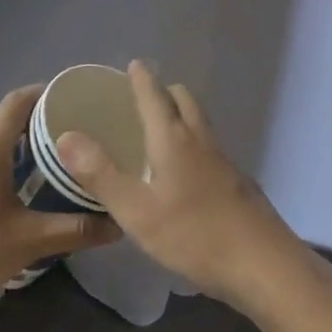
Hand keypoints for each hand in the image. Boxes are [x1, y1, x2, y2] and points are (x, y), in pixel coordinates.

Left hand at [0, 86, 119, 327]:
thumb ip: (75, 230)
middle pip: (4, 113)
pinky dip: (1, 152)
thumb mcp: (28, 242)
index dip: (46, 93)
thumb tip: (118, 223)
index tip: (76, 99)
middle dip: (38, 114)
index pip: (18, 100)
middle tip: (73, 127)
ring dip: (18, 134)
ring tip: (52, 150)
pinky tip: (18, 180)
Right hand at [54, 61, 303, 309]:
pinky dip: (192, 143)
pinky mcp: (237, 183)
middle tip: (141, 99)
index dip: (142, 78)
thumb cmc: (195, 235)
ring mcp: (224, 161)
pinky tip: (183, 173)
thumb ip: (100, 173)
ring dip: (180, 115)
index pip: (154, 95)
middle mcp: (200, 140)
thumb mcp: (136, 210)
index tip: (133, 64)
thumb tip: (66, 135)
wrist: (265, 266)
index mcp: (173, 138)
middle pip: (184, 100)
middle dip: (164, 92)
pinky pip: (209, 147)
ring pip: (200, 123)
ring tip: (158, 130)